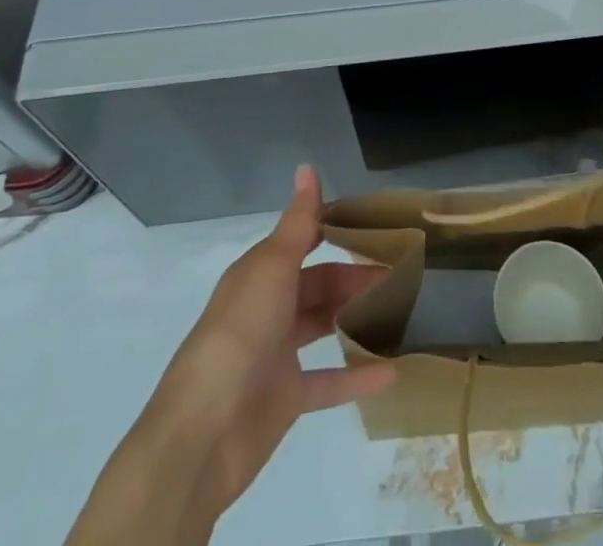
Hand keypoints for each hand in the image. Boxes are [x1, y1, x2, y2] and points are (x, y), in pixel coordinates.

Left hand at [66, 167, 394, 545]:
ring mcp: (276, 355)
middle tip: (399, 270)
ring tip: (400, 308)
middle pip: (317, 282)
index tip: (375, 220)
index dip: (333, 226)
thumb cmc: (239, 334)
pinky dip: (357, 376)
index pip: (301, 239)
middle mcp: (267, 308)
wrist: (202, 435)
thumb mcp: (272, 268)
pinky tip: (391, 372)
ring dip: (355, 316)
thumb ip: (298, 222)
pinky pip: (328, 381)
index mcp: (260, 273)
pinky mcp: (285, 399)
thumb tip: (307, 166)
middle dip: (354, 274)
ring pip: (322, 325)